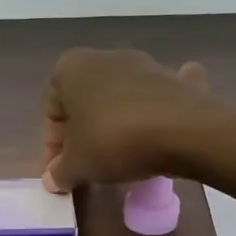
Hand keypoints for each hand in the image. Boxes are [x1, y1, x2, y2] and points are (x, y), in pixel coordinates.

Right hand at [41, 49, 212, 191]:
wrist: (184, 130)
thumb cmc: (114, 141)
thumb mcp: (77, 165)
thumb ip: (60, 172)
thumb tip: (53, 179)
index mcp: (71, 68)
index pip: (50, 112)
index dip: (51, 147)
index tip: (60, 173)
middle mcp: (104, 57)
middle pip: (84, 102)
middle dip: (82, 133)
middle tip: (85, 166)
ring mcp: (143, 64)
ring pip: (118, 97)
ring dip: (113, 122)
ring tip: (119, 156)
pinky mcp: (175, 78)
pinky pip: (158, 94)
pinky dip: (155, 107)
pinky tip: (159, 125)